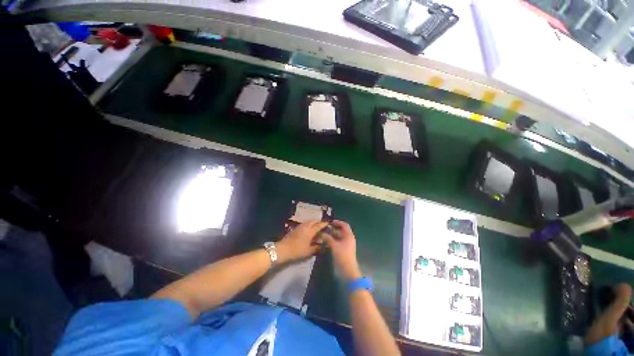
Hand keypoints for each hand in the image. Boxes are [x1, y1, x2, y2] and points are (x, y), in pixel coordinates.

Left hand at [276, 221, 326, 262]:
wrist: (283, 249)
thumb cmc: (297, 251)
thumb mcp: (309, 251)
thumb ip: (317, 248)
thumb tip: (324, 245)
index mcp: (310, 231)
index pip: (319, 226)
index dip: (324, 224)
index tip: (329, 223)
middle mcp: (306, 226)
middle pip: (313, 221)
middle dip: (319, 222)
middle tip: (323, 225)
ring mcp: (300, 226)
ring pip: (308, 222)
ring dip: (313, 222)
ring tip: (316, 226)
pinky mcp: (295, 228)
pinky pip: (304, 224)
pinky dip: (309, 224)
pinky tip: (309, 229)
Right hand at [322, 220, 361, 280]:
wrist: (347, 271)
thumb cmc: (342, 256)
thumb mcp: (334, 245)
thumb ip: (327, 238)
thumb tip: (321, 233)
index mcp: (348, 235)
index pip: (344, 225)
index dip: (338, 222)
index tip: (330, 222)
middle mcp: (348, 239)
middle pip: (340, 231)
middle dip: (332, 229)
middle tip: (323, 228)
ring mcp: (345, 245)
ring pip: (338, 237)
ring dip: (331, 235)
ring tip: (322, 234)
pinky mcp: (342, 250)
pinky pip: (337, 242)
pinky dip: (331, 241)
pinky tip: (325, 241)